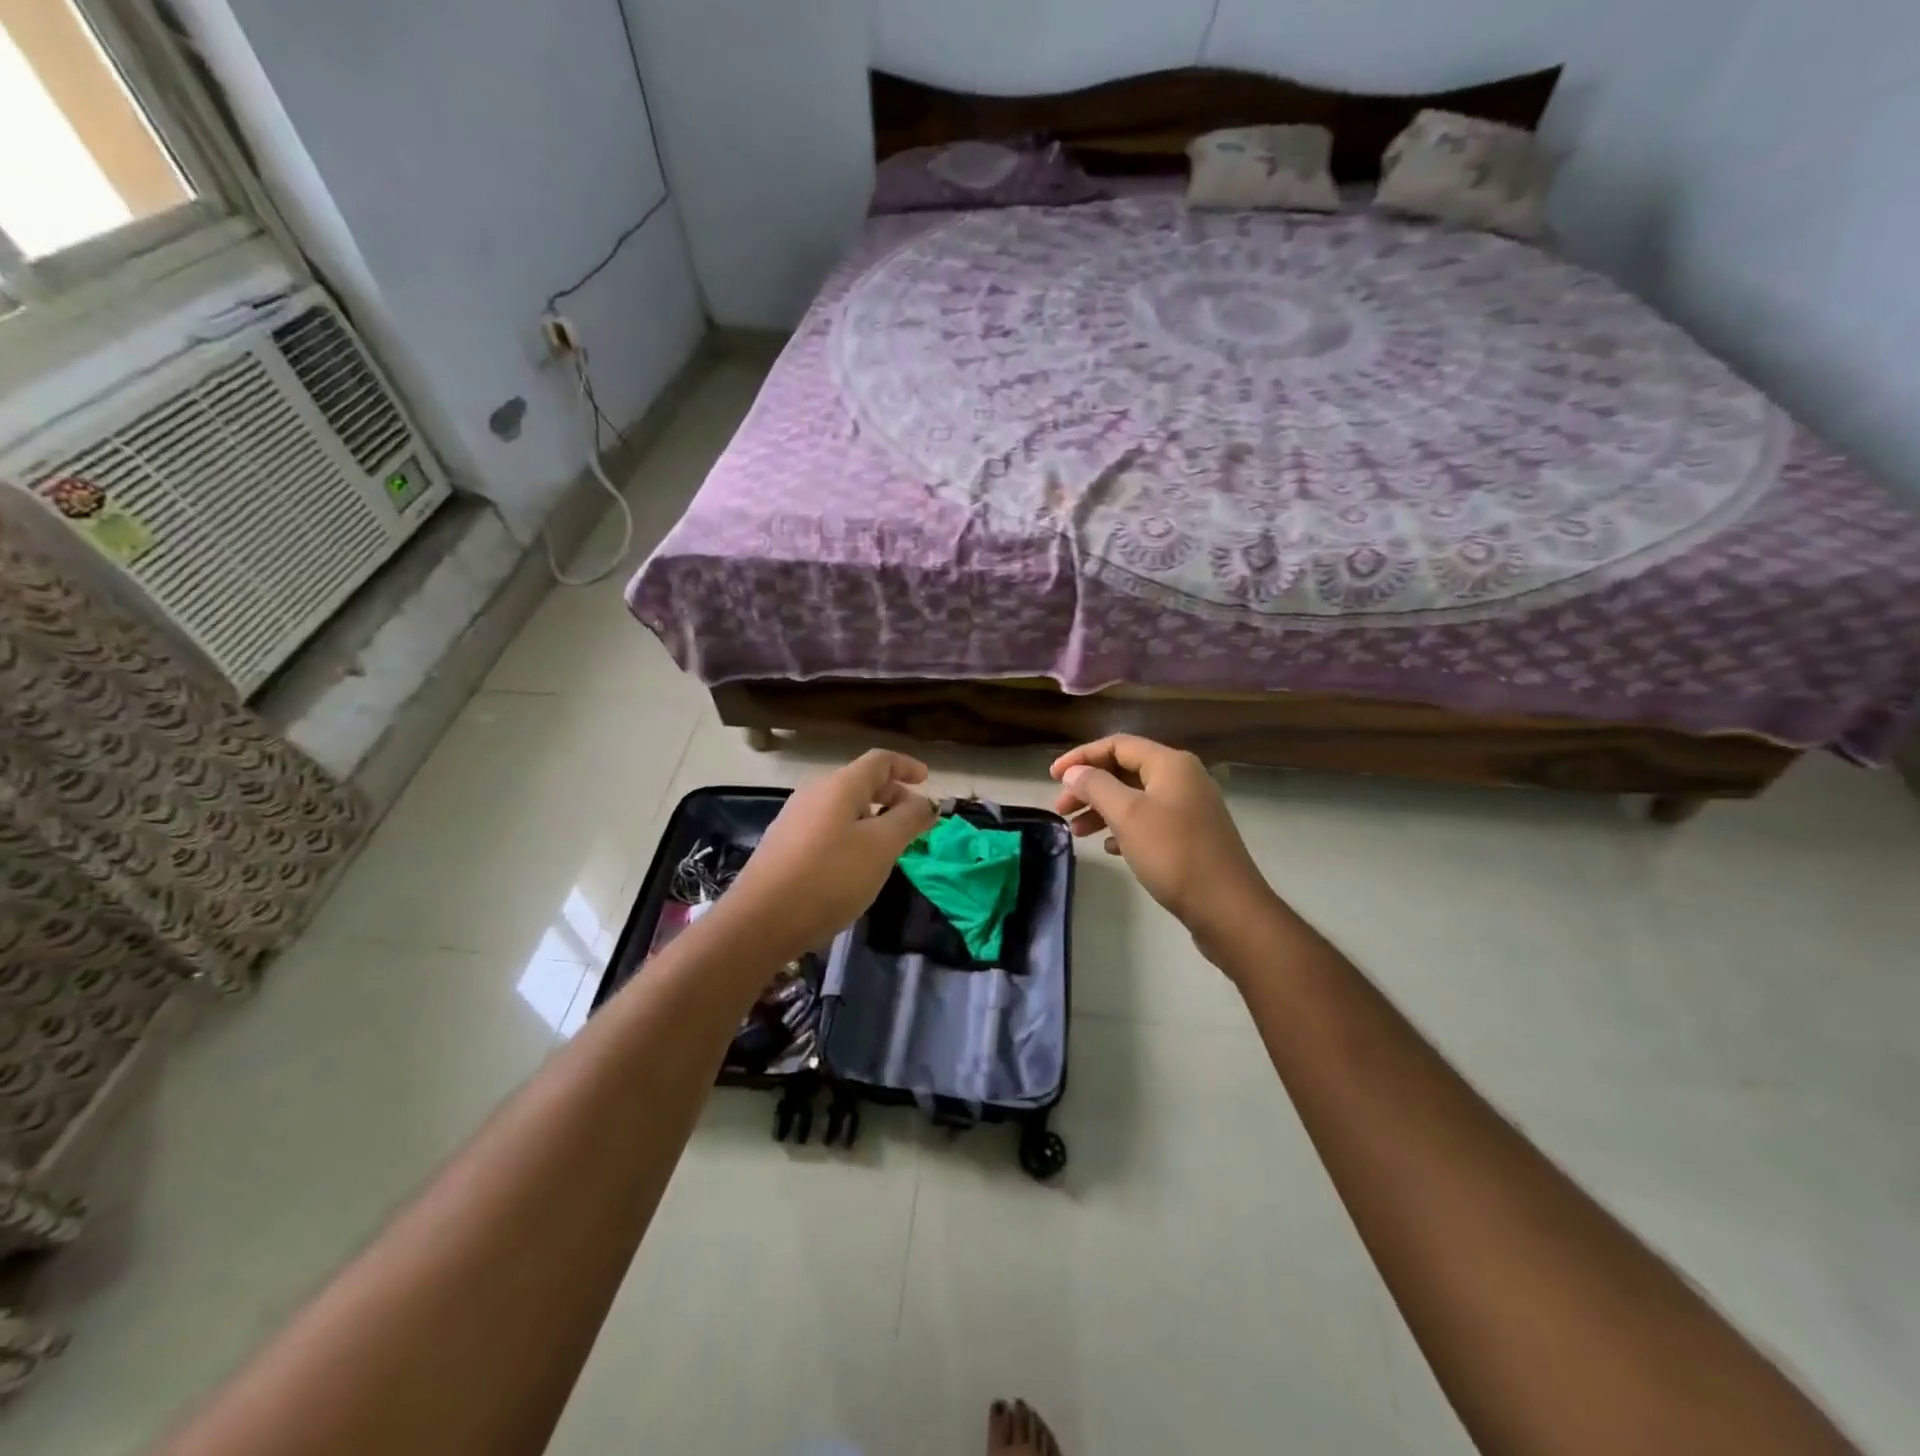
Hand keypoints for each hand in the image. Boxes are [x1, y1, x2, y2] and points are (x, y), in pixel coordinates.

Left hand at [720, 749, 937, 957]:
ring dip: (872, 817)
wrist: (760, 921)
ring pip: (843, 807)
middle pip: (860, 782)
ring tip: (889, 846)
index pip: (879, 760)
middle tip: (913, 821)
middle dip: (892, 795)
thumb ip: (908, 820)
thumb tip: (926, 803)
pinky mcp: (784, 846)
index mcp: (840, 786)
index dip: (906, 766)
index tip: (927, 781)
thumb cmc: (829, 878)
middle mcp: (814, 794)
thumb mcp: (881, 847)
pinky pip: (827, 827)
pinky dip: (851, 834)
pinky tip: (855, 865)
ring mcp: (794, 819)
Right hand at [1051, 736, 1278, 960]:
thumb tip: (1074, 772)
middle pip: (1125, 770)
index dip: (1081, 757)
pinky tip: (1109, 847)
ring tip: (1077, 832)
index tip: (1052, 777)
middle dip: (1089, 786)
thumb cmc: (1174, 854)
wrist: (1228, 908)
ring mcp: (1189, 808)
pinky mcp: (1191, 836)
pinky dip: (1124, 828)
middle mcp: (1183, 778)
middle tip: (1061, 809)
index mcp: (1170, 764)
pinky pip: (1149, 821)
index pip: (1117, 744)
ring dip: (1103, 809)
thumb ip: (1096, 787)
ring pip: (1135, 798)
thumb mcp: (1127, 815)